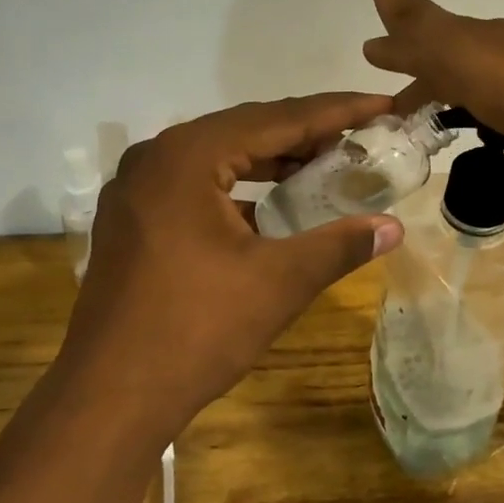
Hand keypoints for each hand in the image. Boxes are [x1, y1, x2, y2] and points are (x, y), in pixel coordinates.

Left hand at [56, 95, 405, 440]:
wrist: (109, 398)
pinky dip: (239, 189)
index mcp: (188, 156)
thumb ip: (339, 245)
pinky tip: (271, 209)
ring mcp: (136, 189)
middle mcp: (155, 157)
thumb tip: (394, 227)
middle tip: (360, 136)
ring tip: (324, 166)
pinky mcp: (131, 220)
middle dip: (305, 134)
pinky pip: (195, 185)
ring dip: (271, 161)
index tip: (381, 104)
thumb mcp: (278, 283)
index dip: (336, 111)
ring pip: (218, 158)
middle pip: (245, 130)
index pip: (277, 119)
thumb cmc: (196, 330)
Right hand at [362, 0, 503, 189]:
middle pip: (452, 64)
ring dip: (453, 101)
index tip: (370, 60)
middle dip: (422, 81)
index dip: (398, 51)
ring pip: (479, 89)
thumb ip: (418, 21)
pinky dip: (486, 121)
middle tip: (394, 112)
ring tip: (432, 129)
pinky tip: (490, 138)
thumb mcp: (461, 52)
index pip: (426, 39)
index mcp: (478, 38)